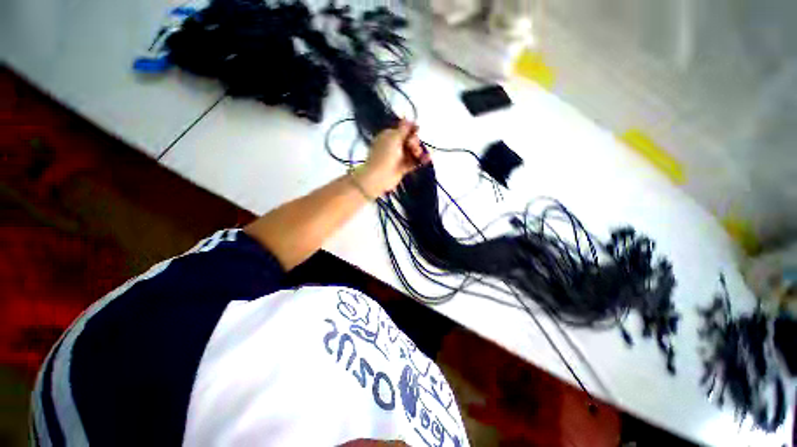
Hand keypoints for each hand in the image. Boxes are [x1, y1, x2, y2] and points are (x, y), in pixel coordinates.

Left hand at [356, 119, 430, 196]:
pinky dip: (420, 160)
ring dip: (419, 151)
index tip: (417, 130)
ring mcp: (399, 157)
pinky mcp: (403, 167)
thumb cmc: (385, 155)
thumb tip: (408, 118)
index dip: (411, 129)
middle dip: (414, 142)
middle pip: (410, 140)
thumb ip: (403, 129)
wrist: (379, 177)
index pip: (404, 129)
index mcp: (389, 135)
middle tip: (412, 147)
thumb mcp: (394, 138)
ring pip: (412, 151)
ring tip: (419, 155)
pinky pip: (414, 162)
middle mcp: (394, 145)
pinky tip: (428, 159)